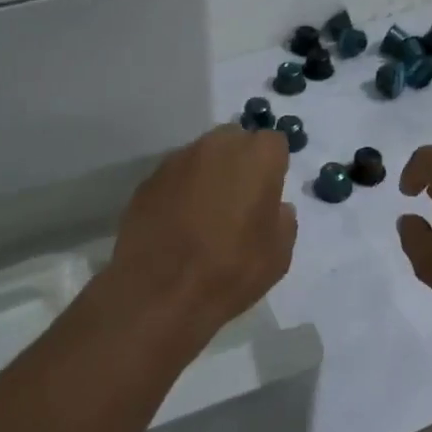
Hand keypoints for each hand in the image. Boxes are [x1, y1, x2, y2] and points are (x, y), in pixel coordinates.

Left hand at [109, 125, 296, 332]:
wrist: (158, 292)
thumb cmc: (230, 271)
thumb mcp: (277, 256)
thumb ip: (283, 221)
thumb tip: (276, 208)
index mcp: (257, 158)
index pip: (273, 142)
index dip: (273, 165)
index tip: (269, 191)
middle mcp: (217, 146)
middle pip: (235, 139)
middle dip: (240, 160)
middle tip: (240, 198)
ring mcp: (178, 160)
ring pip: (202, 154)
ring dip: (209, 173)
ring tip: (206, 211)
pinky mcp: (149, 179)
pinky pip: (175, 175)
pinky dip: (181, 189)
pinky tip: (179, 220)